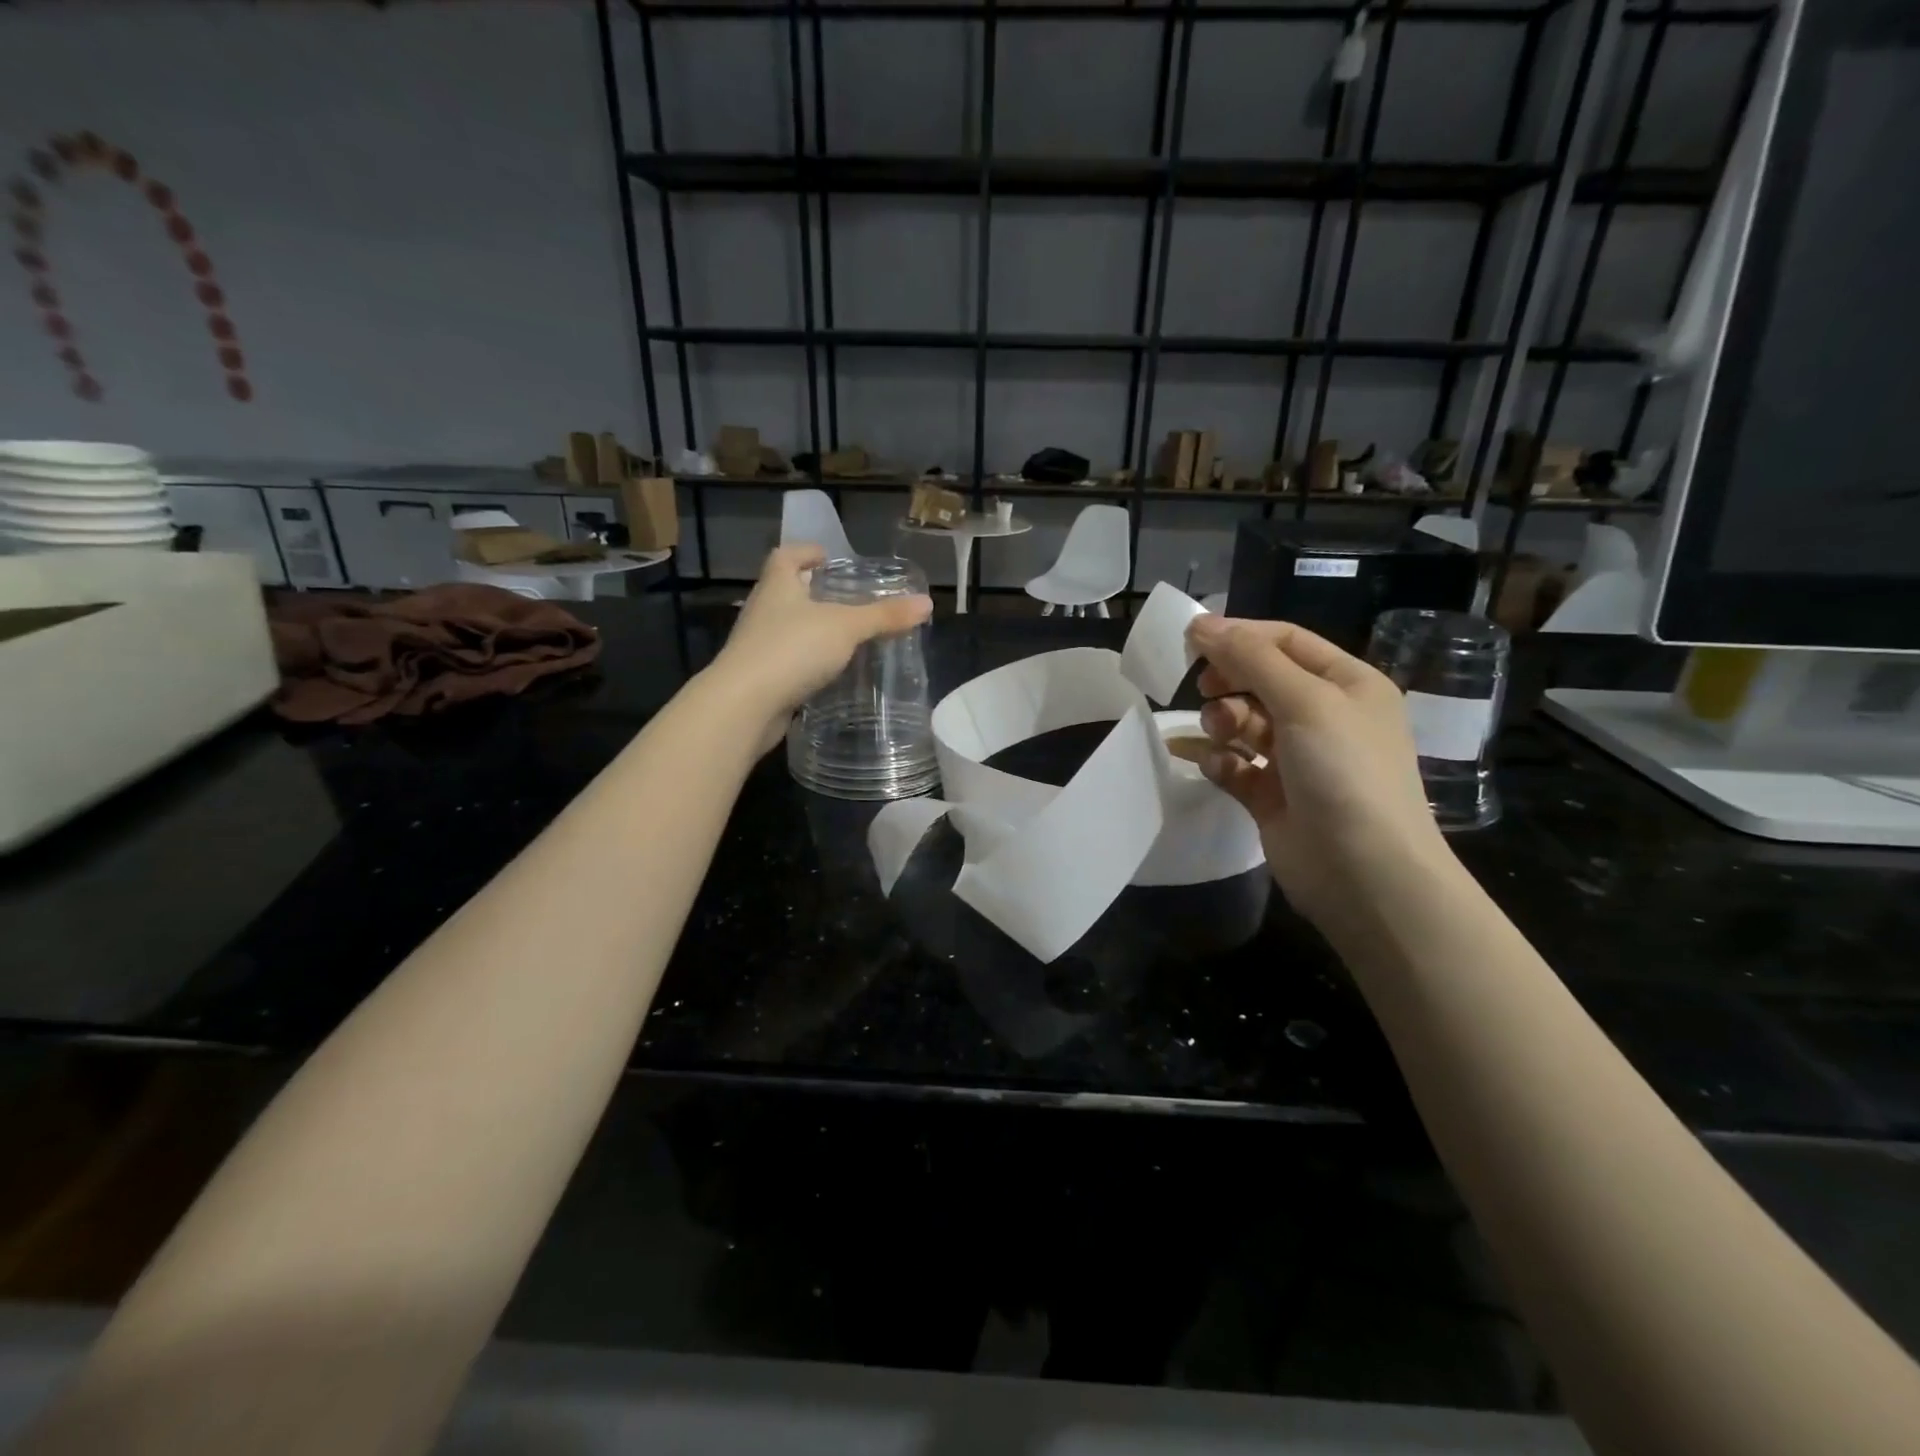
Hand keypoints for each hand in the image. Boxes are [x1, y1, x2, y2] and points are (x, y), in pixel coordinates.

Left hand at [710, 545, 932, 749]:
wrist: (745, 705)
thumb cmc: (792, 649)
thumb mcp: (846, 628)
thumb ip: (884, 616)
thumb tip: (927, 602)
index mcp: (777, 586)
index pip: (786, 556)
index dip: (805, 552)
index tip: (827, 557)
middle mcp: (763, 611)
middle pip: (786, 592)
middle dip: (812, 592)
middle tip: (846, 598)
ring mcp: (757, 646)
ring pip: (787, 629)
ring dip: (811, 630)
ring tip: (844, 637)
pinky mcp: (760, 679)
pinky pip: (788, 662)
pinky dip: (807, 662)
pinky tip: (829, 673)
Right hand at [1185, 615, 1452, 931]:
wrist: (1365, 873)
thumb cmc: (1344, 771)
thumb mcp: (1304, 701)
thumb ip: (1251, 658)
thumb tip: (1201, 623)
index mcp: (1347, 684)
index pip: (1286, 642)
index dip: (1239, 636)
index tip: (1190, 639)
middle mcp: (1324, 717)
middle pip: (1260, 681)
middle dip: (1229, 681)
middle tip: (1203, 689)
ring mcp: (1297, 759)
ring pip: (1244, 723)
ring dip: (1223, 722)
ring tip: (1219, 733)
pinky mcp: (1271, 797)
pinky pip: (1235, 765)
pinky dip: (1220, 761)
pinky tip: (1215, 765)